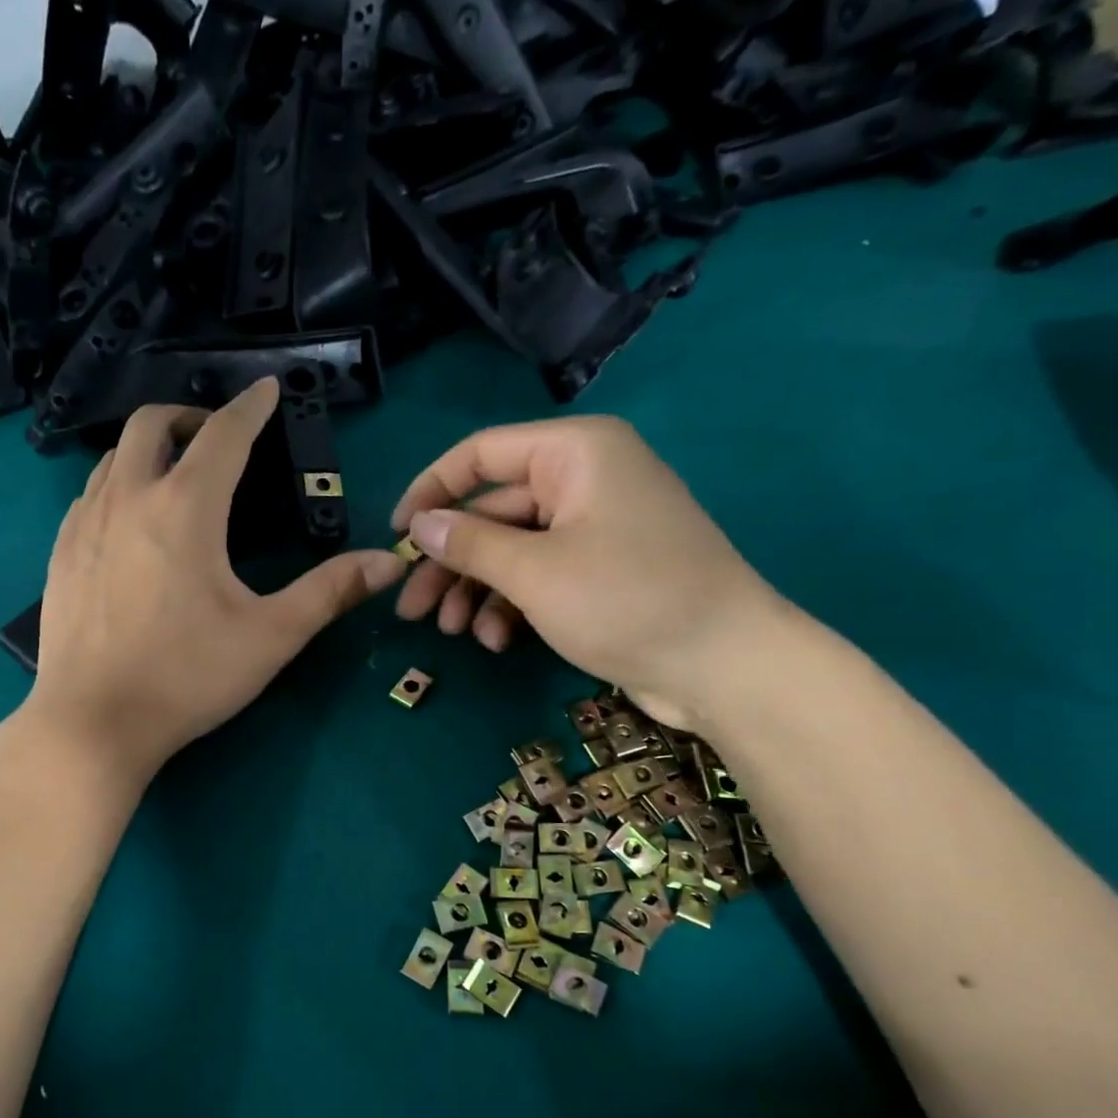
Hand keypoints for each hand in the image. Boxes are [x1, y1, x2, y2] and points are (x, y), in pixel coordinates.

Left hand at [28, 379, 405, 780]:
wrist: (93, 723)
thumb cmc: (187, 678)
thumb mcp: (270, 637)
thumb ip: (330, 592)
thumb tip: (389, 562)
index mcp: (185, 508)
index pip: (224, 434)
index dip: (252, 406)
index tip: (268, 389)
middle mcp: (128, 499)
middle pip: (152, 423)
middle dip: (190, 416)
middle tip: (218, 439)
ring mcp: (84, 524)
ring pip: (114, 456)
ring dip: (150, 450)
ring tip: (177, 477)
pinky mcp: (60, 554)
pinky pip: (89, 494)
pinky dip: (118, 485)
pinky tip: (131, 523)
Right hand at [390, 416, 783, 728]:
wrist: (723, 664)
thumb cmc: (624, 600)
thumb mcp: (533, 571)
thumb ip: (468, 543)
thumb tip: (418, 525)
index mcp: (574, 453)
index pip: (480, 454)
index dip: (430, 491)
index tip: (394, 537)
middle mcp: (583, 479)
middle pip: (492, 511)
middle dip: (449, 562)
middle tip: (410, 609)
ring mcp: (594, 527)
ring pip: (511, 549)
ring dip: (475, 590)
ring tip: (450, 632)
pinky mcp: (602, 571)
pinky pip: (540, 575)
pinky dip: (511, 605)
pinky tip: (496, 640)